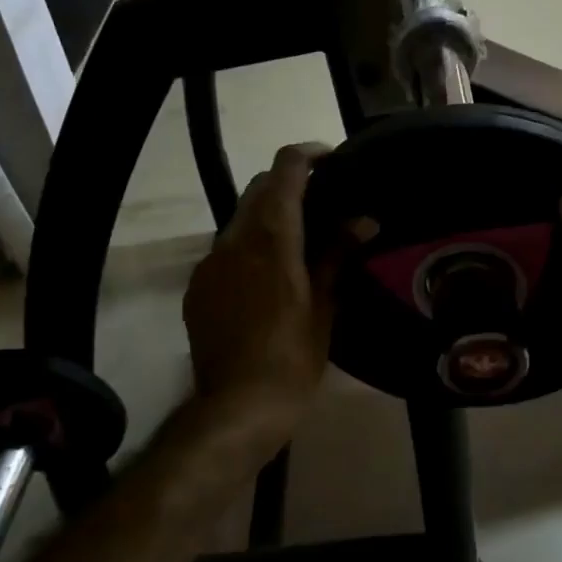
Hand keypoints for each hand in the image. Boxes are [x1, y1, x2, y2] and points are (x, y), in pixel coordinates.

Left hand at [182, 144, 338, 445]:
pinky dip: (249, 246)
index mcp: (272, 237)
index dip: (308, 154)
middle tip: (323, 202)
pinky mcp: (197, 286)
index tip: (332, 160)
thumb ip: (338, 254)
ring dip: (268, 216)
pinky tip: (268, 276)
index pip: (285, 169)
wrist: (237, 407)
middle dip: (289, 184)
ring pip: (240, 219)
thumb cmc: (292, 357)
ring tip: (299, 240)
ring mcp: (210, 262)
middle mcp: (234, 239)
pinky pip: (225, 250)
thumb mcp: (324, 305)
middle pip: (259, 188)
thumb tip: (364, 220)